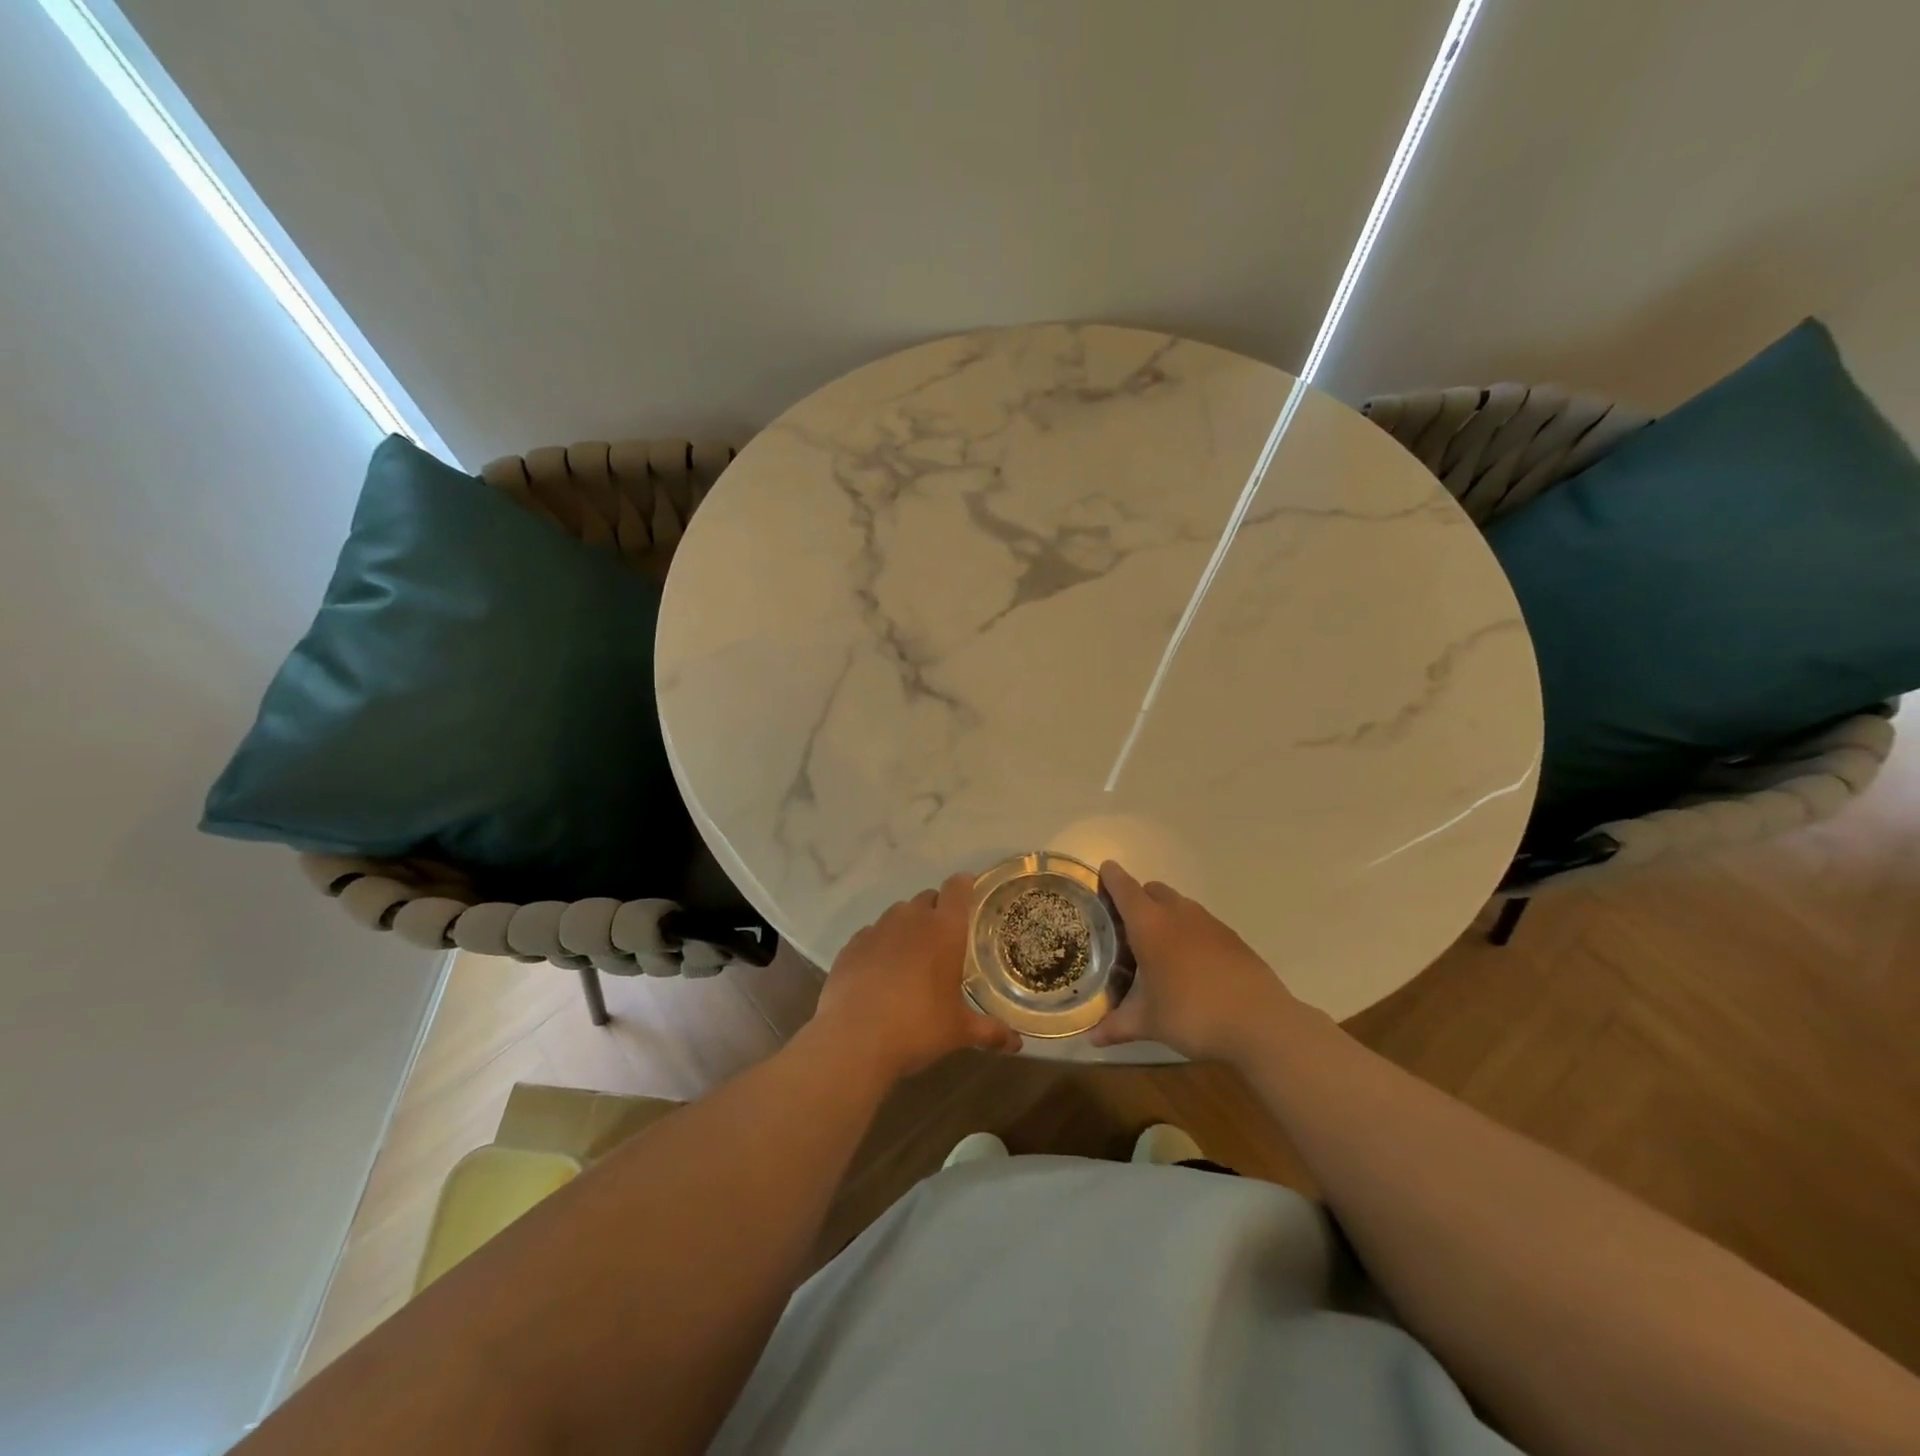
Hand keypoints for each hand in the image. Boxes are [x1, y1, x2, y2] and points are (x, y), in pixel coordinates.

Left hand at [812, 872, 1023, 1084]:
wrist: (853, 1041)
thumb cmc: (917, 1027)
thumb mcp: (959, 1031)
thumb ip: (990, 1031)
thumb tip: (1017, 1044)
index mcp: (944, 929)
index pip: (958, 887)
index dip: (965, 886)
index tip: (971, 896)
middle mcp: (911, 919)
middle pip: (928, 897)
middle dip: (937, 911)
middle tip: (945, 941)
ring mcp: (877, 929)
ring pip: (898, 914)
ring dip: (908, 926)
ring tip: (912, 957)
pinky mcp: (851, 945)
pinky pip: (872, 934)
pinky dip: (880, 945)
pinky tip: (880, 972)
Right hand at [1090, 861, 1303, 1062]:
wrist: (1260, 1022)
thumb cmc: (1193, 1014)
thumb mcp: (1150, 1023)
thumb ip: (1118, 1025)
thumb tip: (1092, 1039)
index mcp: (1150, 925)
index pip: (1125, 889)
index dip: (1112, 877)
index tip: (1104, 869)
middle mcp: (1178, 914)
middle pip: (1153, 890)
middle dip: (1138, 898)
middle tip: (1126, 921)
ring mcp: (1209, 923)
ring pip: (1180, 904)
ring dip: (1166, 913)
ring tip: (1158, 944)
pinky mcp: (1232, 938)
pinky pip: (1202, 923)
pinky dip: (1190, 932)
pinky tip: (1191, 962)